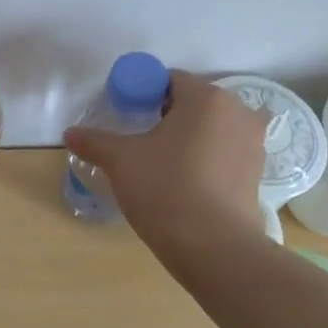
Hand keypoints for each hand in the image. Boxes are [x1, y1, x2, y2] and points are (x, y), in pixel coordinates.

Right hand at [64, 70, 269, 260]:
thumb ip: (95, 141)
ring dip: (190, 138)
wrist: (213, 246)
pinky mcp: (258, 174)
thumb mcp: (121, 161)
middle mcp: (238, 112)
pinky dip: (207, 160)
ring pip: (212, 129)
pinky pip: (225, 154)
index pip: (170, 80)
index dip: (144, 94)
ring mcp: (254, 143)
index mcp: (206, 97)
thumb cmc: (166, 188)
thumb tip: (70, 133)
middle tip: (141, 141)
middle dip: (169, 116)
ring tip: (163, 164)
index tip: (127, 117)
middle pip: (194, 103)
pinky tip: (186, 182)